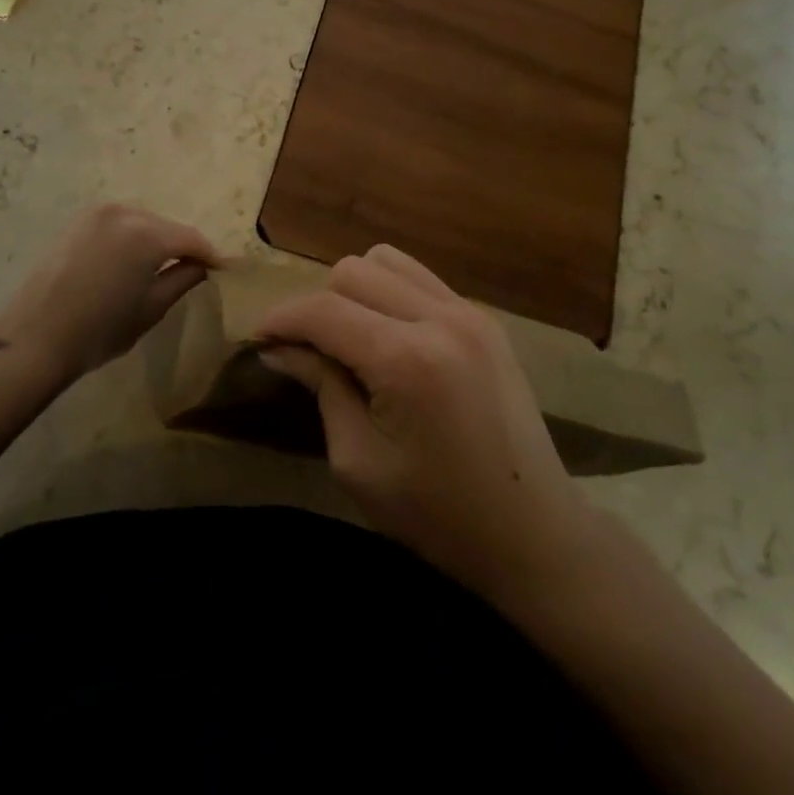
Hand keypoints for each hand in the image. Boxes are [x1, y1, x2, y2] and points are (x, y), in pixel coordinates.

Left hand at [0, 204, 219, 383]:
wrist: (35, 338)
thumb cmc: (101, 329)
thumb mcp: (152, 308)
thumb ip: (183, 279)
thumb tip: (202, 265)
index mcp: (147, 233)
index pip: (191, 238)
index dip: (209, 254)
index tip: (222, 269)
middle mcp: (124, 212)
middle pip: (166, 226)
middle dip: (182, 245)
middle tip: (194, 269)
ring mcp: (96, 214)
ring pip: (142, 222)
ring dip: (156, 239)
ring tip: (161, 265)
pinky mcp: (77, 222)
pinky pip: (117, 224)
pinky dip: (130, 237)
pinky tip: (130, 260)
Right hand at [253, 245, 588, 599]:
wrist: (534, 533)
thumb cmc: (439, 516)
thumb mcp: (360, 464)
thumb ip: (321, 389)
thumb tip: (281, 347)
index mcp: (408, 360)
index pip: (325, 310)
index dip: (282, 318)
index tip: (258, 337)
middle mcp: (441, 319)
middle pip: (353, 271)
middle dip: (319, 304)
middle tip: (308, 350)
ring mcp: (469, 312)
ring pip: (387, 261)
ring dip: (355, 290)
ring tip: (349, 338)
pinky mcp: (485, 319)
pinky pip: (421, 279)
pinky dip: (391, 294)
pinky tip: (388, 335)